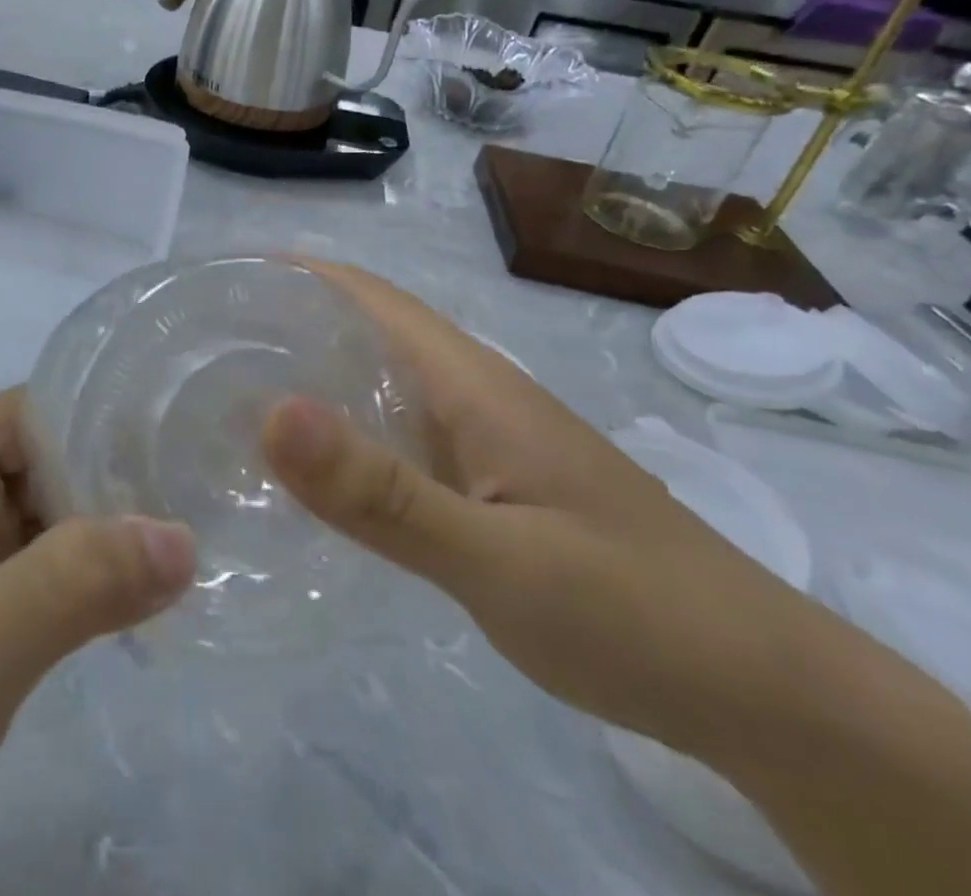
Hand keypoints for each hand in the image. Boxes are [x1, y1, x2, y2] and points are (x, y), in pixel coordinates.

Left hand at [0, 390, 194, 895]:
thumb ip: (79, 581)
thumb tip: (185, 537)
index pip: (26, 413)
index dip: (93, 416)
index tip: (167, 435)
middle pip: (40, 463)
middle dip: (108, 477)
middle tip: (194, 491)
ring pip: (46, 522)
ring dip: (104, 532)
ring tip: (188, 534)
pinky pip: (43, 579)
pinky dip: (88, 582)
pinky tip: (144, 596)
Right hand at [259, 259, 822, 760]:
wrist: (765, 695)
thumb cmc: (633, 613)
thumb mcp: (497, 559)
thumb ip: (382, 493)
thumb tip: (272, 410)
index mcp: (471, 383)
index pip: (369, 295)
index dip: (297, 275)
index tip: (223, 285)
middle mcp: (472, 394)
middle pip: (366, 331)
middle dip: (288, 322)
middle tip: (205, 348)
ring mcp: (483, 441)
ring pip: (380, 384)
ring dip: (313, 374)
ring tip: (233, 395)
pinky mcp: (488, 485)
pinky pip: (396, 436)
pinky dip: (344, 432)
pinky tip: (310, 469)